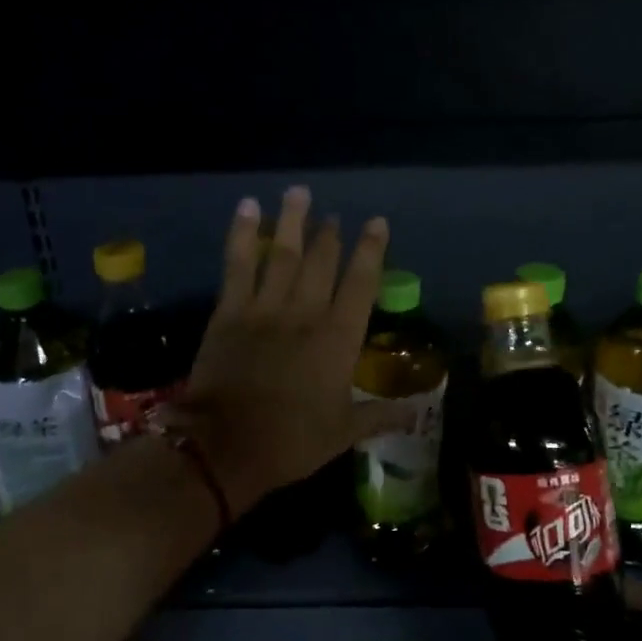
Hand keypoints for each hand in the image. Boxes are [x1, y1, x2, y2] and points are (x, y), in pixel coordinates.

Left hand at [169, 186, 408, 515]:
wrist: (226, 447)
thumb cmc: (291, 441)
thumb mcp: (343, 433)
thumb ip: (379, 416)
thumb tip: (414, 414)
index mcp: (338, 339)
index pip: (361, 284)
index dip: (371, 251)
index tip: (376, 223)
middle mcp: (305, 313)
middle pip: (321, 262)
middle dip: (329, 234)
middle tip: (333, 214)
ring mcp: (265, 308)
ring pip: (282, 255)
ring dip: (292, 222)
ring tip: (298, 193)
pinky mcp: (229, 312)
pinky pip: (238, 265)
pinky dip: (242, 235)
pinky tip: (248, 208)